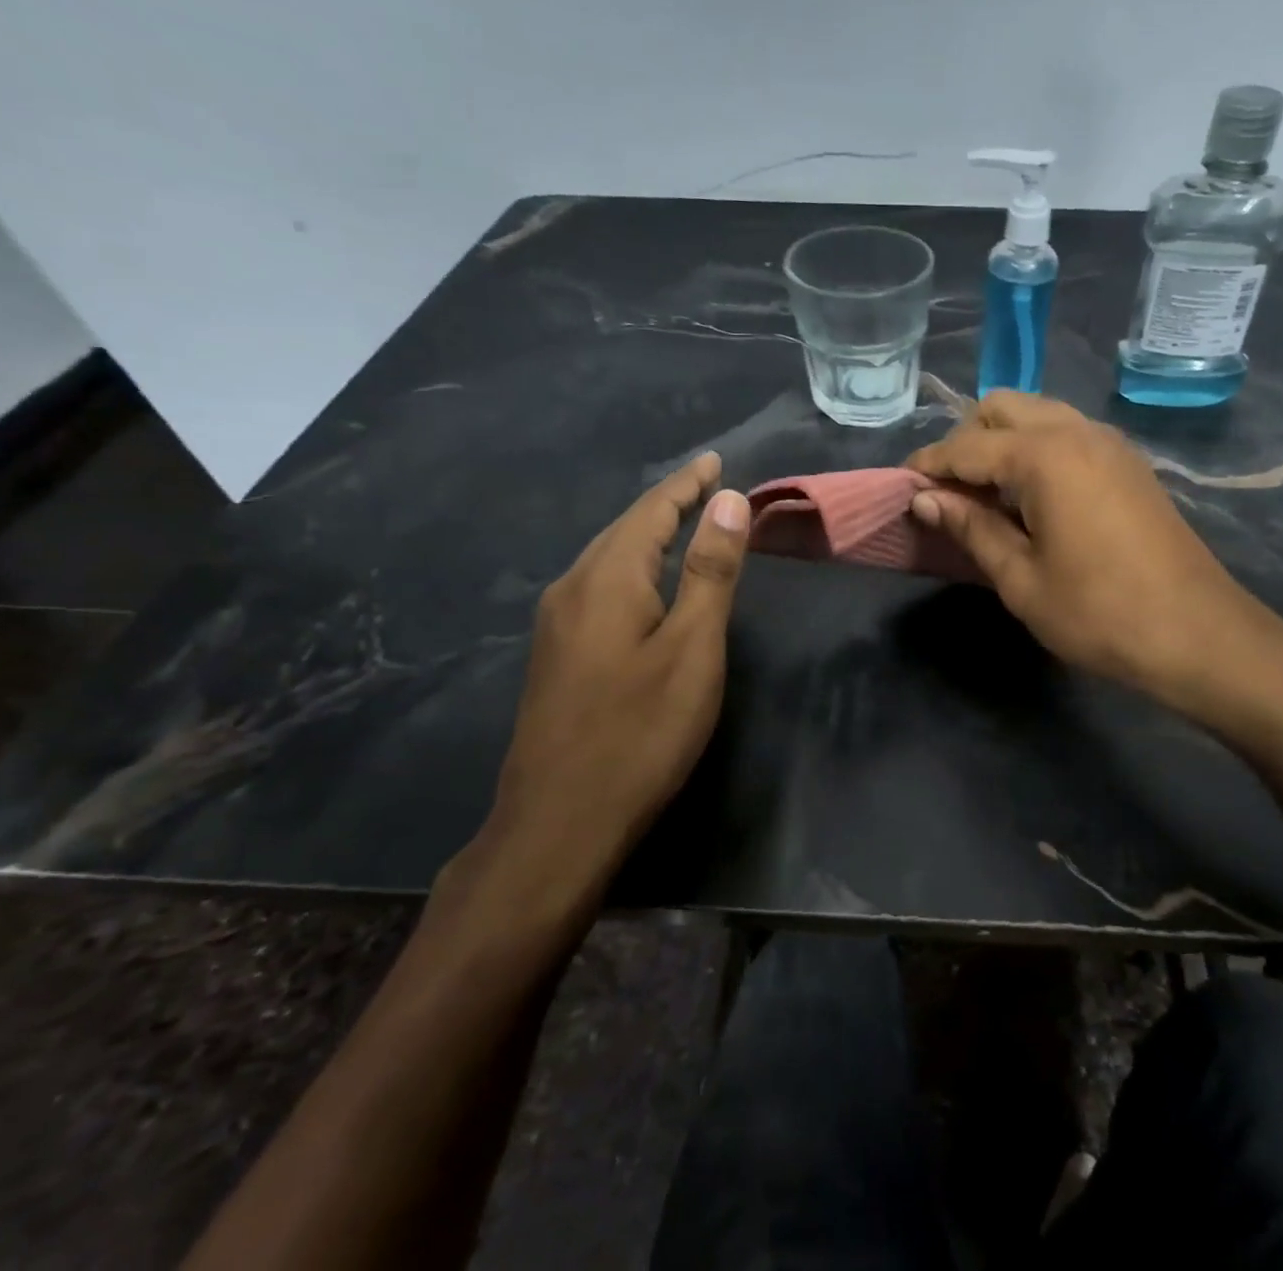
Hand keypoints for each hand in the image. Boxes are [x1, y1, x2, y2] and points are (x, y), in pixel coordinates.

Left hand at [447, 452, 749, 931]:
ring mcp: (556, 624)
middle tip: (707, 485)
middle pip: (624, 529)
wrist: (559, 823)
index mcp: (607, 578)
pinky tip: (644, 584)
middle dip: (667, 503)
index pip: (652, 510)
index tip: (717, 460)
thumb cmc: (640, 732)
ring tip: (682, 522)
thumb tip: (726, 501)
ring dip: (647, 534)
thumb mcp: (693, 648)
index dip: (687, 484)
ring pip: (607, 558)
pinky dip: (631, 567)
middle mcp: (572, 588)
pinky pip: (598, 587)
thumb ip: (710, 572)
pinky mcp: (556, 656)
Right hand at [906, 392, 1282, 717]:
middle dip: (966, 440)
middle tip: (950, 493)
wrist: (1198, 634)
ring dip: (1003, 442)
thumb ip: (971, 528)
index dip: (928, 465)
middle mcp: (1077, 431)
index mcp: (1044, 455)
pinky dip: (1038, 450)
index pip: (966, 446)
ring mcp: (1110, 443)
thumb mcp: (1021, 578)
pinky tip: (1032, 498)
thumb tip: (926, 499)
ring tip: (987, 496)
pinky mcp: (1129, 463)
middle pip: (1003, 408)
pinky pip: (1069, 434)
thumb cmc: (1099, 614)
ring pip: (1039, 414)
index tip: (901, 487)